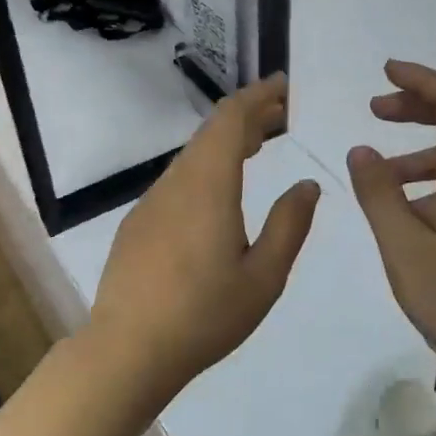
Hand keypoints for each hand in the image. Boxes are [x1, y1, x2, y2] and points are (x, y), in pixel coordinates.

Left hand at [88, 74, 320, 399]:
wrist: (128, 350)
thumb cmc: (204, 316)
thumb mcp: (263, 277)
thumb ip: (289, 225)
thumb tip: (307, 184)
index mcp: (208, 187)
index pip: (231, 120)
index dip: (258, 97)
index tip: (283, 86)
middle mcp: (175, 184)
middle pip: (210, 132)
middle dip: (247, 115)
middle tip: (281, 114)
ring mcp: (150, 203)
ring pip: (192, 155)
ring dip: (225, 142)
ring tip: (258, 145)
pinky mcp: (137, 224)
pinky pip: (177, 179)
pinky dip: (205, 167)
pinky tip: (218, 192)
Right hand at [348, 61, 435, 374]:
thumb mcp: (404, 246)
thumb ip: (379, 194)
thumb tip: (361, 150)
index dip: (421, 79)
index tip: (385, 73)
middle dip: (415, 108)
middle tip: (374, 110)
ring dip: (414, 152)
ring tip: (374, 175)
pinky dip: (425, 185)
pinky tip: (400, 216)